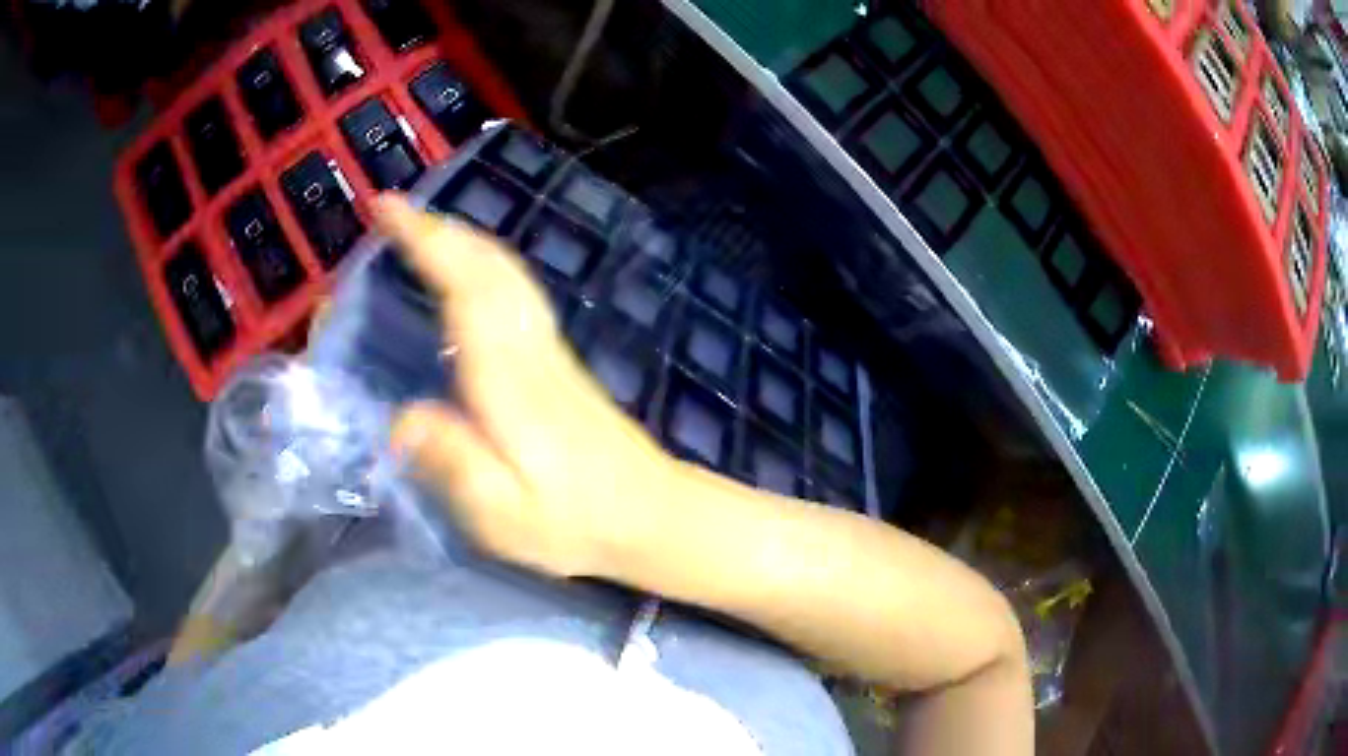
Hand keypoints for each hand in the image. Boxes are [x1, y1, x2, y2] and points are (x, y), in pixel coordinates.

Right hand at [375, 195, 677, 578]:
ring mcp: (550, 351)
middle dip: (440, 229)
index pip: (463, 286)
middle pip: (489, 265)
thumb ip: (450, 462)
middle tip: (394, 213)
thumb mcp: (501, 514)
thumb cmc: (576, 523)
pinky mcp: (560, 363)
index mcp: (508, 377)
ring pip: (507, 273)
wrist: (654, 515)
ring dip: (463, 241)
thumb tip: (399, 417)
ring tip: (421, 234)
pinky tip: (467, 281)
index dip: (425, 241)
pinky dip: (484, 267)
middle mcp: (531, 348)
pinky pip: (516, 293)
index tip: (388, 210)